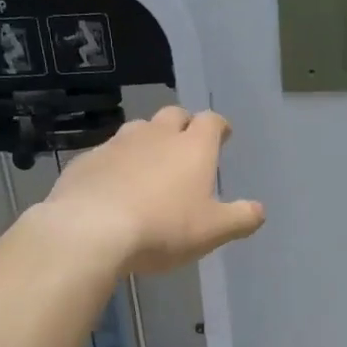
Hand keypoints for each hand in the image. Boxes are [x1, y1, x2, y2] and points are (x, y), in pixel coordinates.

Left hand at [42, 106, 264, 273]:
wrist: (90, 230)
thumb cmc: (163, 228)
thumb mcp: (213, 231)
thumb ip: (240, 219)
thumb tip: (259, 211)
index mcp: (193, 147)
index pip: (211, 121)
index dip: (219, 127)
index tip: (222, 136)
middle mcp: (157, 135)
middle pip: (174, 115)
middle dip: (183, 126)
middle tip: (186, 147)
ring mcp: (118, 144)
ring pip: (138, 129)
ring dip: (148, 140)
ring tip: (150, 165)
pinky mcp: (87, 160)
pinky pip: (108, 153)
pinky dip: (117, 163)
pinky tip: (114, 186)